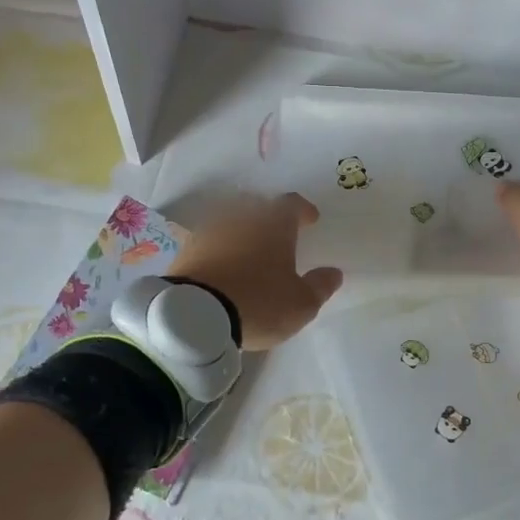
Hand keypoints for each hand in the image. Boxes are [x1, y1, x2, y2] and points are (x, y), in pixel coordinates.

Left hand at [167, 193, 343, 349]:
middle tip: (276, 230)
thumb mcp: (301, 304)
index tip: (310, 219)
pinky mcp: (186, 249)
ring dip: (240, 229)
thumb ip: (320, 286)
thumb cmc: (259, 303)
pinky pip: (208, 240)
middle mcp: (241, 218)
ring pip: (230, 219)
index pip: (291, 204)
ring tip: (247, 248)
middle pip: (257, 204)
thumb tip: (333, 272)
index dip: (303, 210)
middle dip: (268, 214)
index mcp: (274, 224)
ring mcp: (210, 231)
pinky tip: (220, 263)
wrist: (195, 315)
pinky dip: (217, 246)